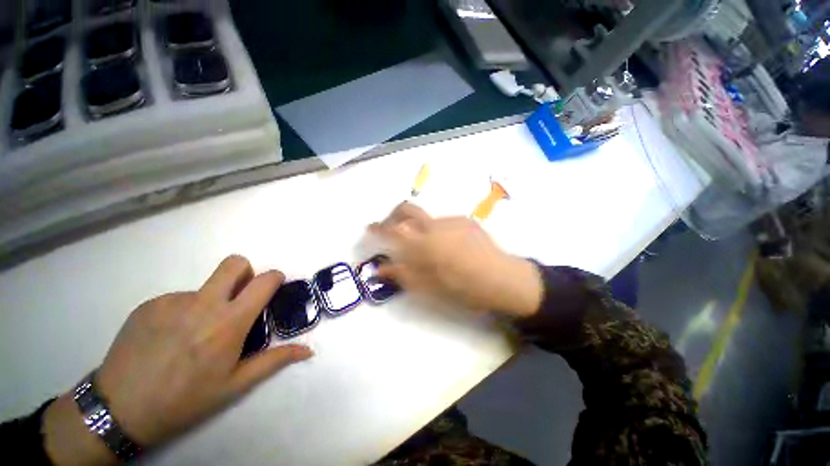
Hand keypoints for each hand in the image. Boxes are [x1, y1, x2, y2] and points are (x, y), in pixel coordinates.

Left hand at [43, 256, 312, 465]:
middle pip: (235, 263)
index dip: (275, 278)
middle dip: (245, 274)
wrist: (120, 409)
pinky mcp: (149, 304)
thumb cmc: (185, 400)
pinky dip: (184, 311)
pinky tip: (170, 338)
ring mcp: (172, 301)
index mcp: (229, 322)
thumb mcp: (235, 385)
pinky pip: (179, 298)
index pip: (264, 281)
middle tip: (238, 299)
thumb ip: (274, 360)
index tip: (273, 287)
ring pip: (205, 286)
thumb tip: (308, 350)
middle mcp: (203, 303)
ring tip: (194, 334)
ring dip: (210, 301)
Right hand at [369, 202, 543, 317]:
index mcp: (423, 243)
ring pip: (427, 219)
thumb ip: (402, 274)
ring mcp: (451, 220)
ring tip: (428, 248)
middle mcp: (434, 225)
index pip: (392, 229)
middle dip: (393, 214)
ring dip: (419, 228)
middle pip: (407, 209)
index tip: (370, 228)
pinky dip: (438, 231)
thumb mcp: (428, 287)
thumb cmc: (462, 287)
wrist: (501, 278)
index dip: (378, 227)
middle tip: (390, 226)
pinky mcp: (465, 221)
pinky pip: (444, 223)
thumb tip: (380, 269)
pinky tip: (449, 247)